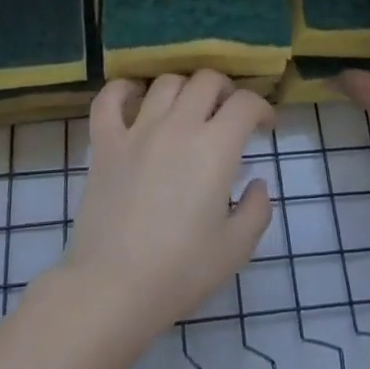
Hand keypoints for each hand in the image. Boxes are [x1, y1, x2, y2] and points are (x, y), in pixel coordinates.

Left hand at [62, 71, 273, 341]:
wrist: (113, 288)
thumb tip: (257, 184)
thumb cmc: (180, 271)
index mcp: (215, 148)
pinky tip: (134, 97)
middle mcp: (178, 126)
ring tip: (187, 109)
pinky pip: (109, 99)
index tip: (264, 127)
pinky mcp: (105, 143)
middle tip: (228, 114)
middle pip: (207, 80)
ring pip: (166, 82)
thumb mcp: (236, 248)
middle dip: (226, 90)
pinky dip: (123, 90)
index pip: (246, 103)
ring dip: (184, 88)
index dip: (262, 108)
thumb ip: (257, 210)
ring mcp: (137, 131)